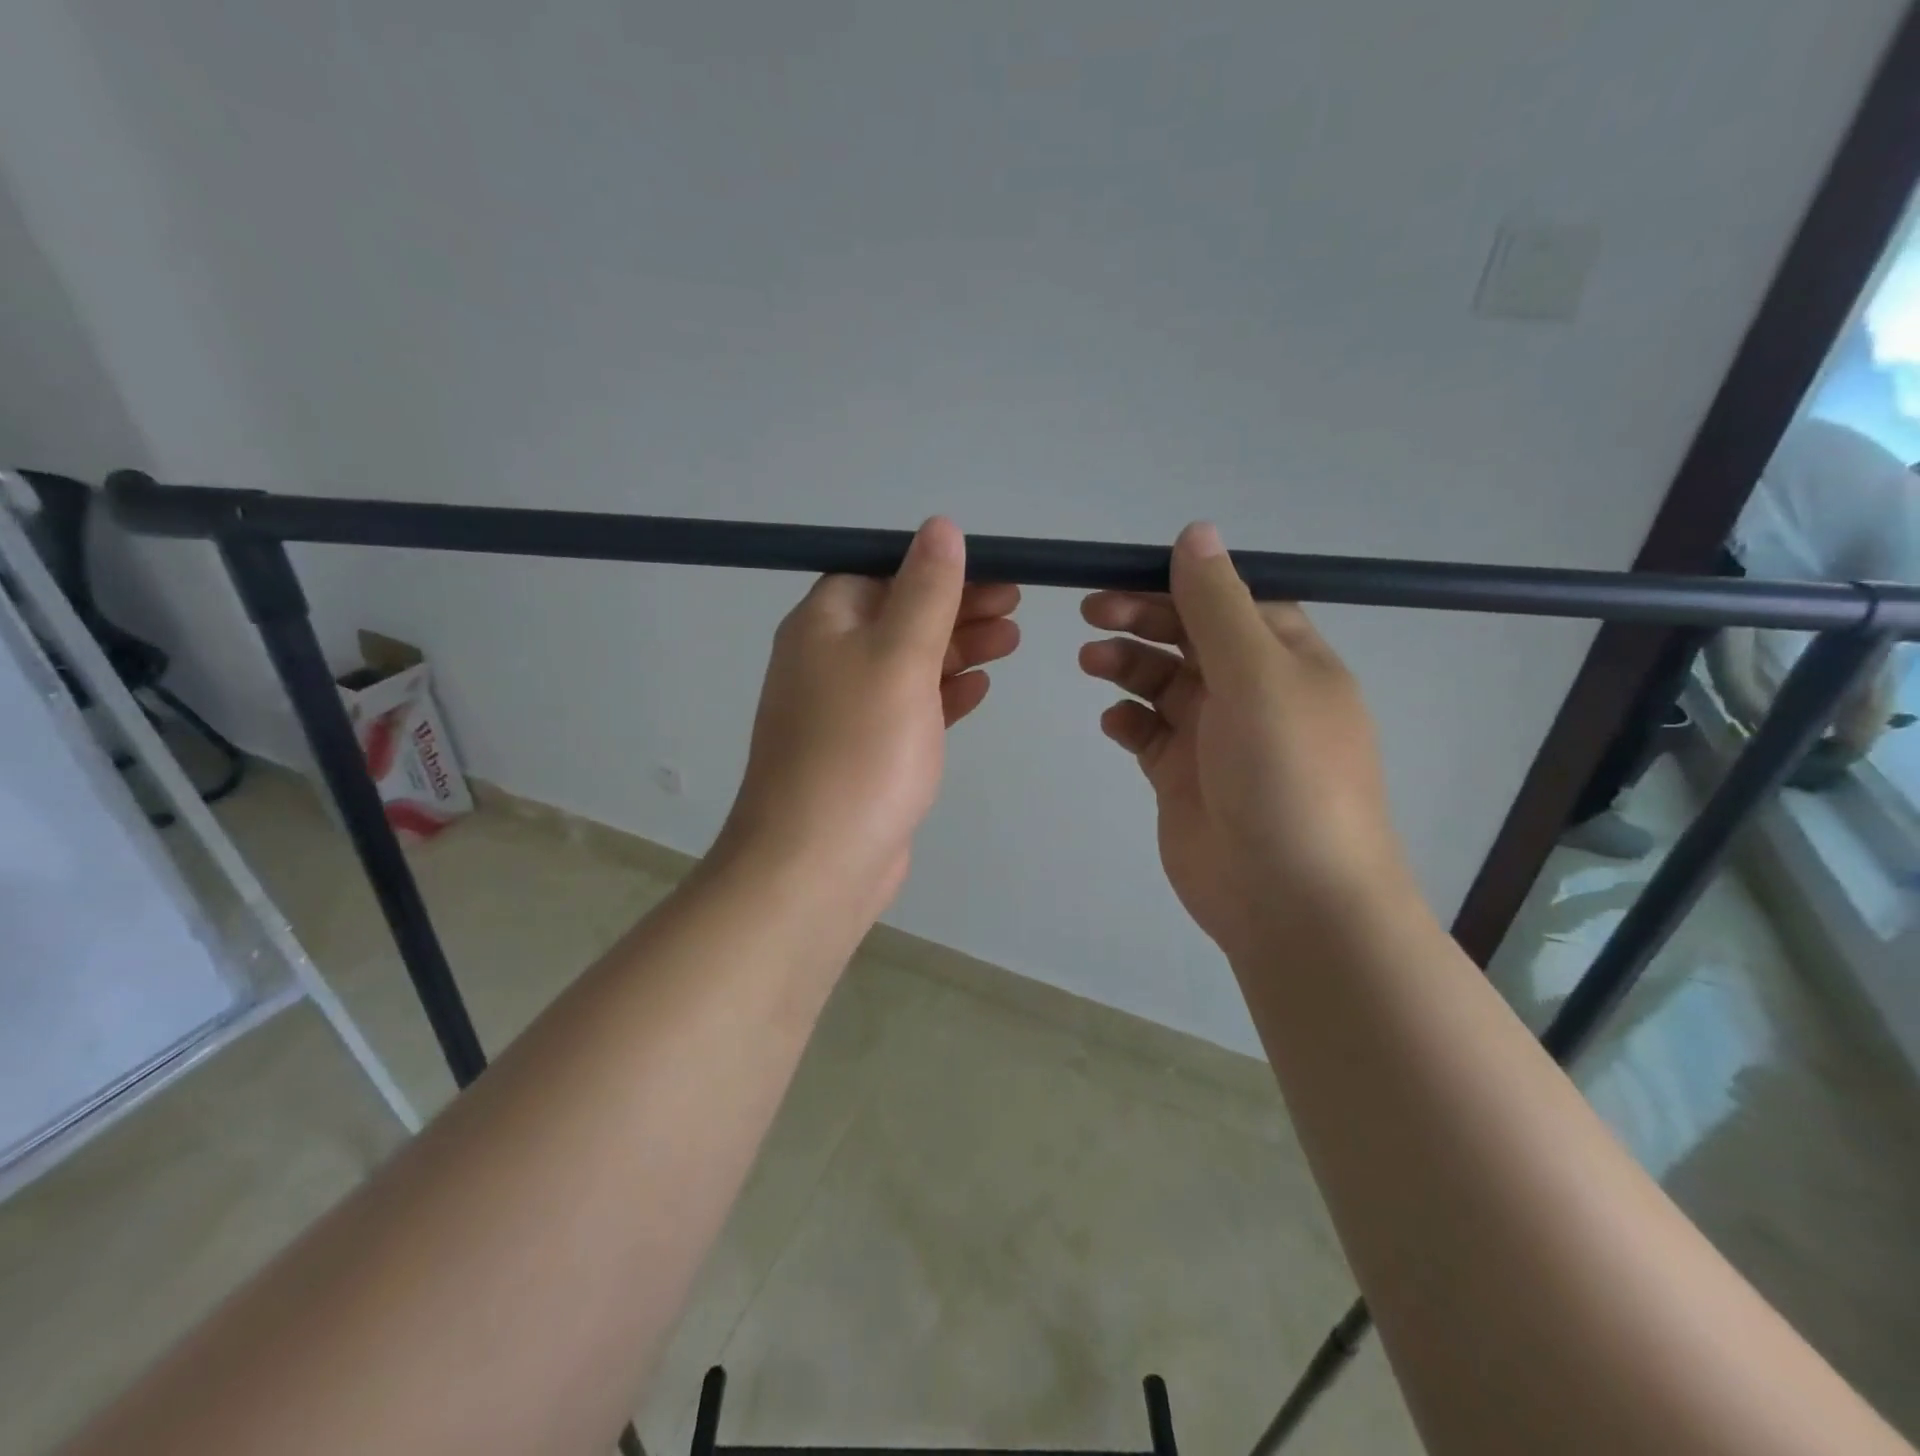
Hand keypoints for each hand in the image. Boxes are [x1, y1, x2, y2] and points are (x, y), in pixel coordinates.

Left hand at [718, 518, 1018, 931]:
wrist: (817, 863)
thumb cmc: (860, 749)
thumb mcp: (900, 657)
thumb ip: (926, 592)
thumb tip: (940, 527)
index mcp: (824, 625)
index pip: (881, 572)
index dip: (938, 568)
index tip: (994, 571)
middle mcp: (827, 660)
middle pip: (899, 616)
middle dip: (958, 608)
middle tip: (1016, 607)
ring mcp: (845, 711)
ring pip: (909, 664)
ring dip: (958, 648)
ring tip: (1012, 640)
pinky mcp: (865, 753)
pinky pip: (909, 709)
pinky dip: (943, 694)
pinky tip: (979, 689)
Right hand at [1079, 522, 1410, 961]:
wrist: (1290, 900)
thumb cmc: (1285, 775)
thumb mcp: (1257, 676)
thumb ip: (1218, 605)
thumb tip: (1196, 531)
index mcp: (1285, 658)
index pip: (1228, 600)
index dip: (1178, 582)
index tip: (1124, 574)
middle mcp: (1251, 691)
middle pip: (1188, 636)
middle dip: (1141, 618)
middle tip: (1091, 612)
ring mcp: (1215, 737)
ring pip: (1162, 682)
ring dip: (1126, 664)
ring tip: (1091, 662)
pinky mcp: (1183, 778)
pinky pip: (1147, 733)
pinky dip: (1127, 720)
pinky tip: (1114, 722)